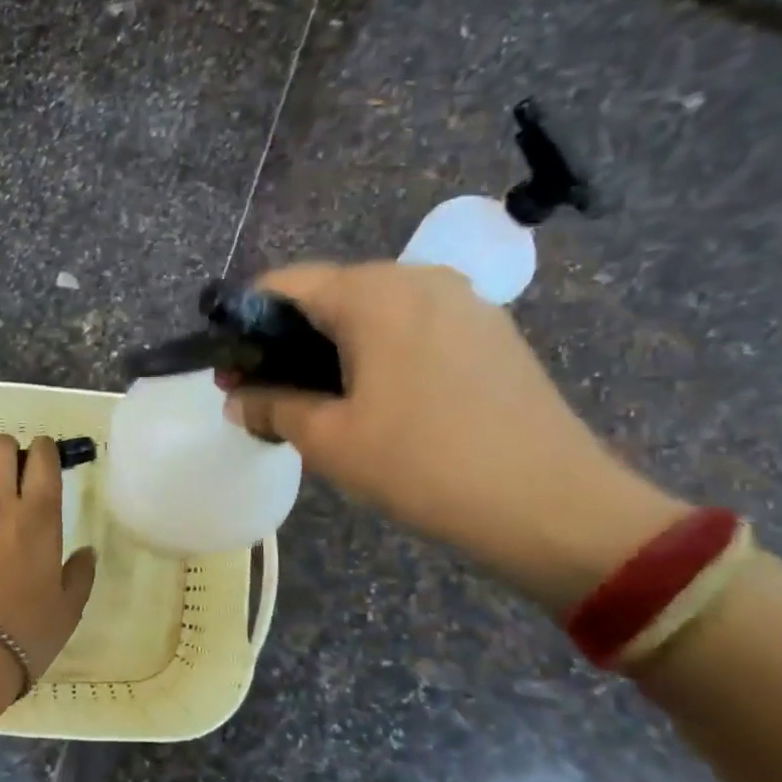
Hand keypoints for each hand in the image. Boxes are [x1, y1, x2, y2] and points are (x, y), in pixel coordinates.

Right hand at [223, 262, 687, 611]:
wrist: (551, 504)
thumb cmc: (423, 465)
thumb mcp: (330, 440)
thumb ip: (271, 407)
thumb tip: (236, 398)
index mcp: (373, 292)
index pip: (285, 284)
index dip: (246, 323)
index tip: (231, 369)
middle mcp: (418, 277)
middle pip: (329, 295)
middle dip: (288, 340)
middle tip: (266, 394)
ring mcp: (462, 301)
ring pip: (372, 313)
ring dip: (332, 349)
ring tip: (318, 404)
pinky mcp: (489, 330)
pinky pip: (412, 327)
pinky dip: (378, 354)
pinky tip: (376, 402)